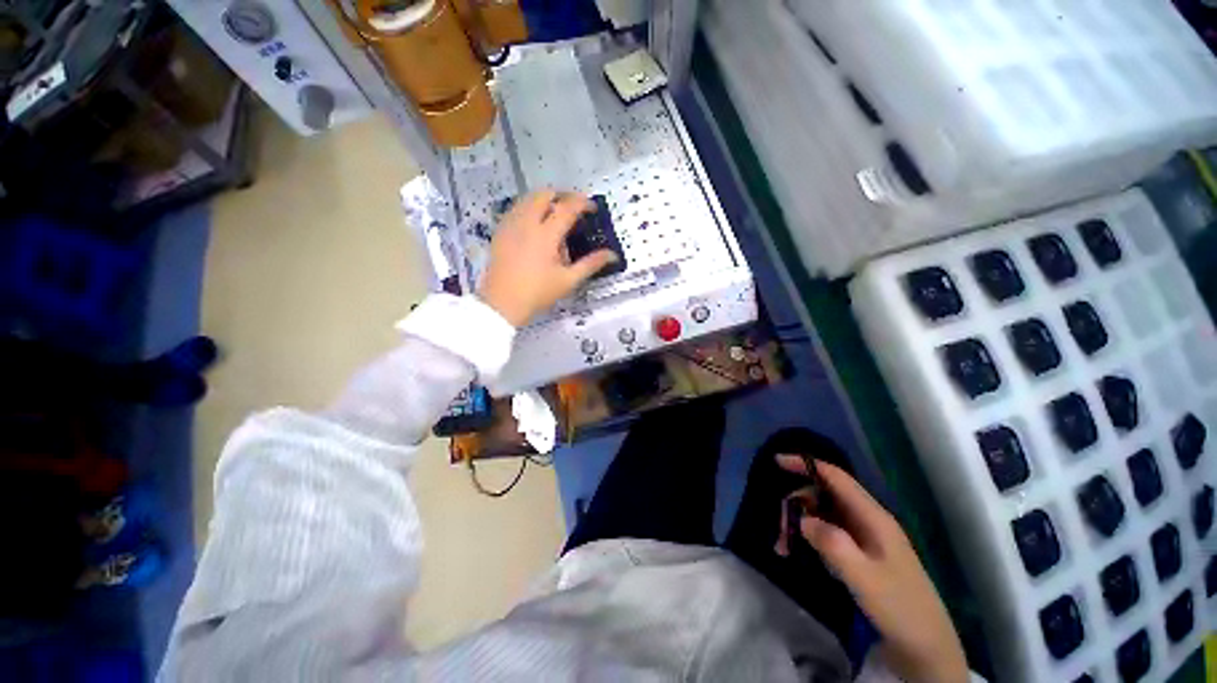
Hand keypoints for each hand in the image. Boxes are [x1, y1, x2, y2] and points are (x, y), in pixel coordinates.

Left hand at [478, 190, 618, 326]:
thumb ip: (591, 264)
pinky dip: (529, 207)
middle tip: (574, 207)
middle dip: (562, 195)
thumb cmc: (537, 293)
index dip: (583, 203)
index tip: (592, 208)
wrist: (502, 303)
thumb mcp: (568, 281)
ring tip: (555, 213)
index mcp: (546, 235)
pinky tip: (535, 223)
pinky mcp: (500, 231)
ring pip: (527, 198)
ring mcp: (510, 225)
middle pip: (544, 195)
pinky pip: (515, 208)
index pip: (567, 207)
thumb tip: (612, 255)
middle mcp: (527, 223)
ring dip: (544, 199)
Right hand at [777, 456, 967, 682]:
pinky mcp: (862, 555)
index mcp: (873, 517)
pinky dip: (810, 538)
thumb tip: (802, 519)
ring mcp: (866, 538)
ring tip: (784, 547)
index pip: (835, 477)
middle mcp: (869, 521)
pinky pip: (829, 534)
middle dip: (797, 504)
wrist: (926, 648)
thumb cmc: (898, 608)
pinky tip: (800, 553)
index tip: (776, 461)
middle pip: (824, 496)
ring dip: (801, 524)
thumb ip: (832, 543)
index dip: (806, 465)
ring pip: (824, 515)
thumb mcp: (863, 577)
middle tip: (779, 531)